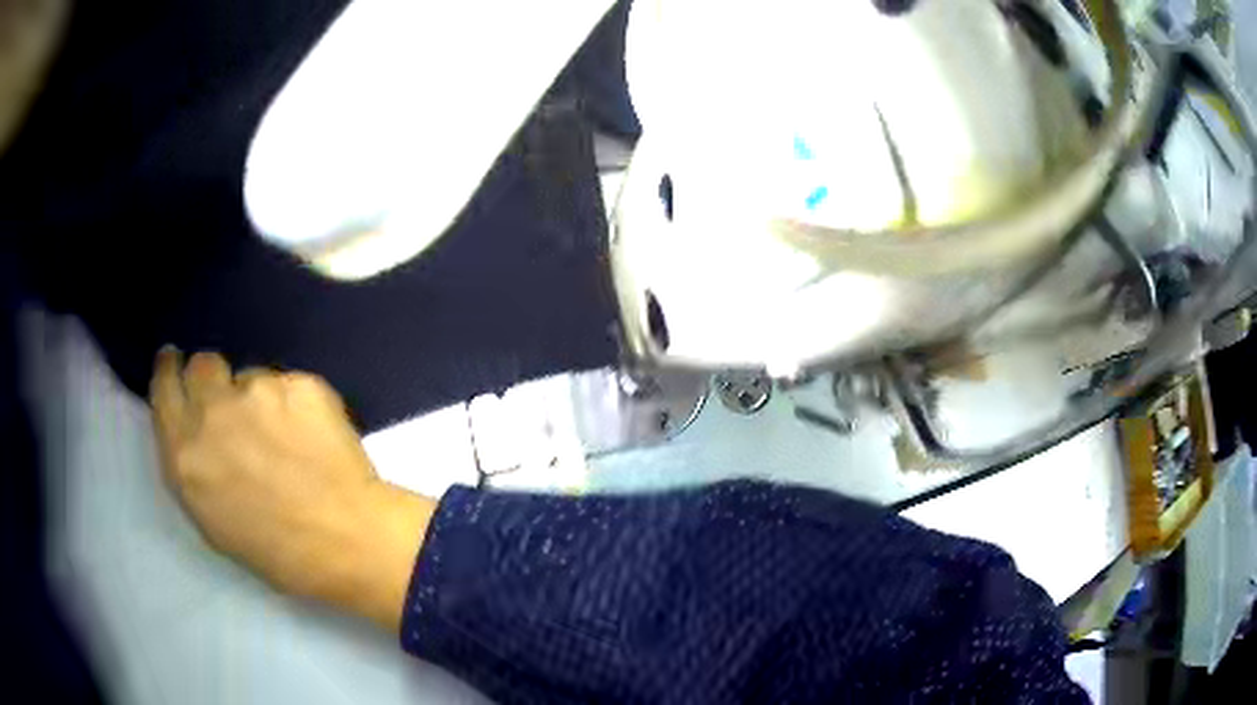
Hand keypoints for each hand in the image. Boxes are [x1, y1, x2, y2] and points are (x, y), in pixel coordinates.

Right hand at [149, 348, 434, 630]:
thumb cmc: (275, 550)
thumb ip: (191, 462)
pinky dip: (296, 405)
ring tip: (285, 439)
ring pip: (250, 376)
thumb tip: (193, 426)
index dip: (169, 370)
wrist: (345, 541)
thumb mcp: (209, 517)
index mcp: (184, 452)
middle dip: (210, 377)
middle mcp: (213, 411)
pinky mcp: (300, 383)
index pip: (164, 386)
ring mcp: (258, 391)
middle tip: (229, 402)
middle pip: (203, 364)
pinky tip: (313, 438)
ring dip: (258, 399)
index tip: (173, 362)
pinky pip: (288, 385)